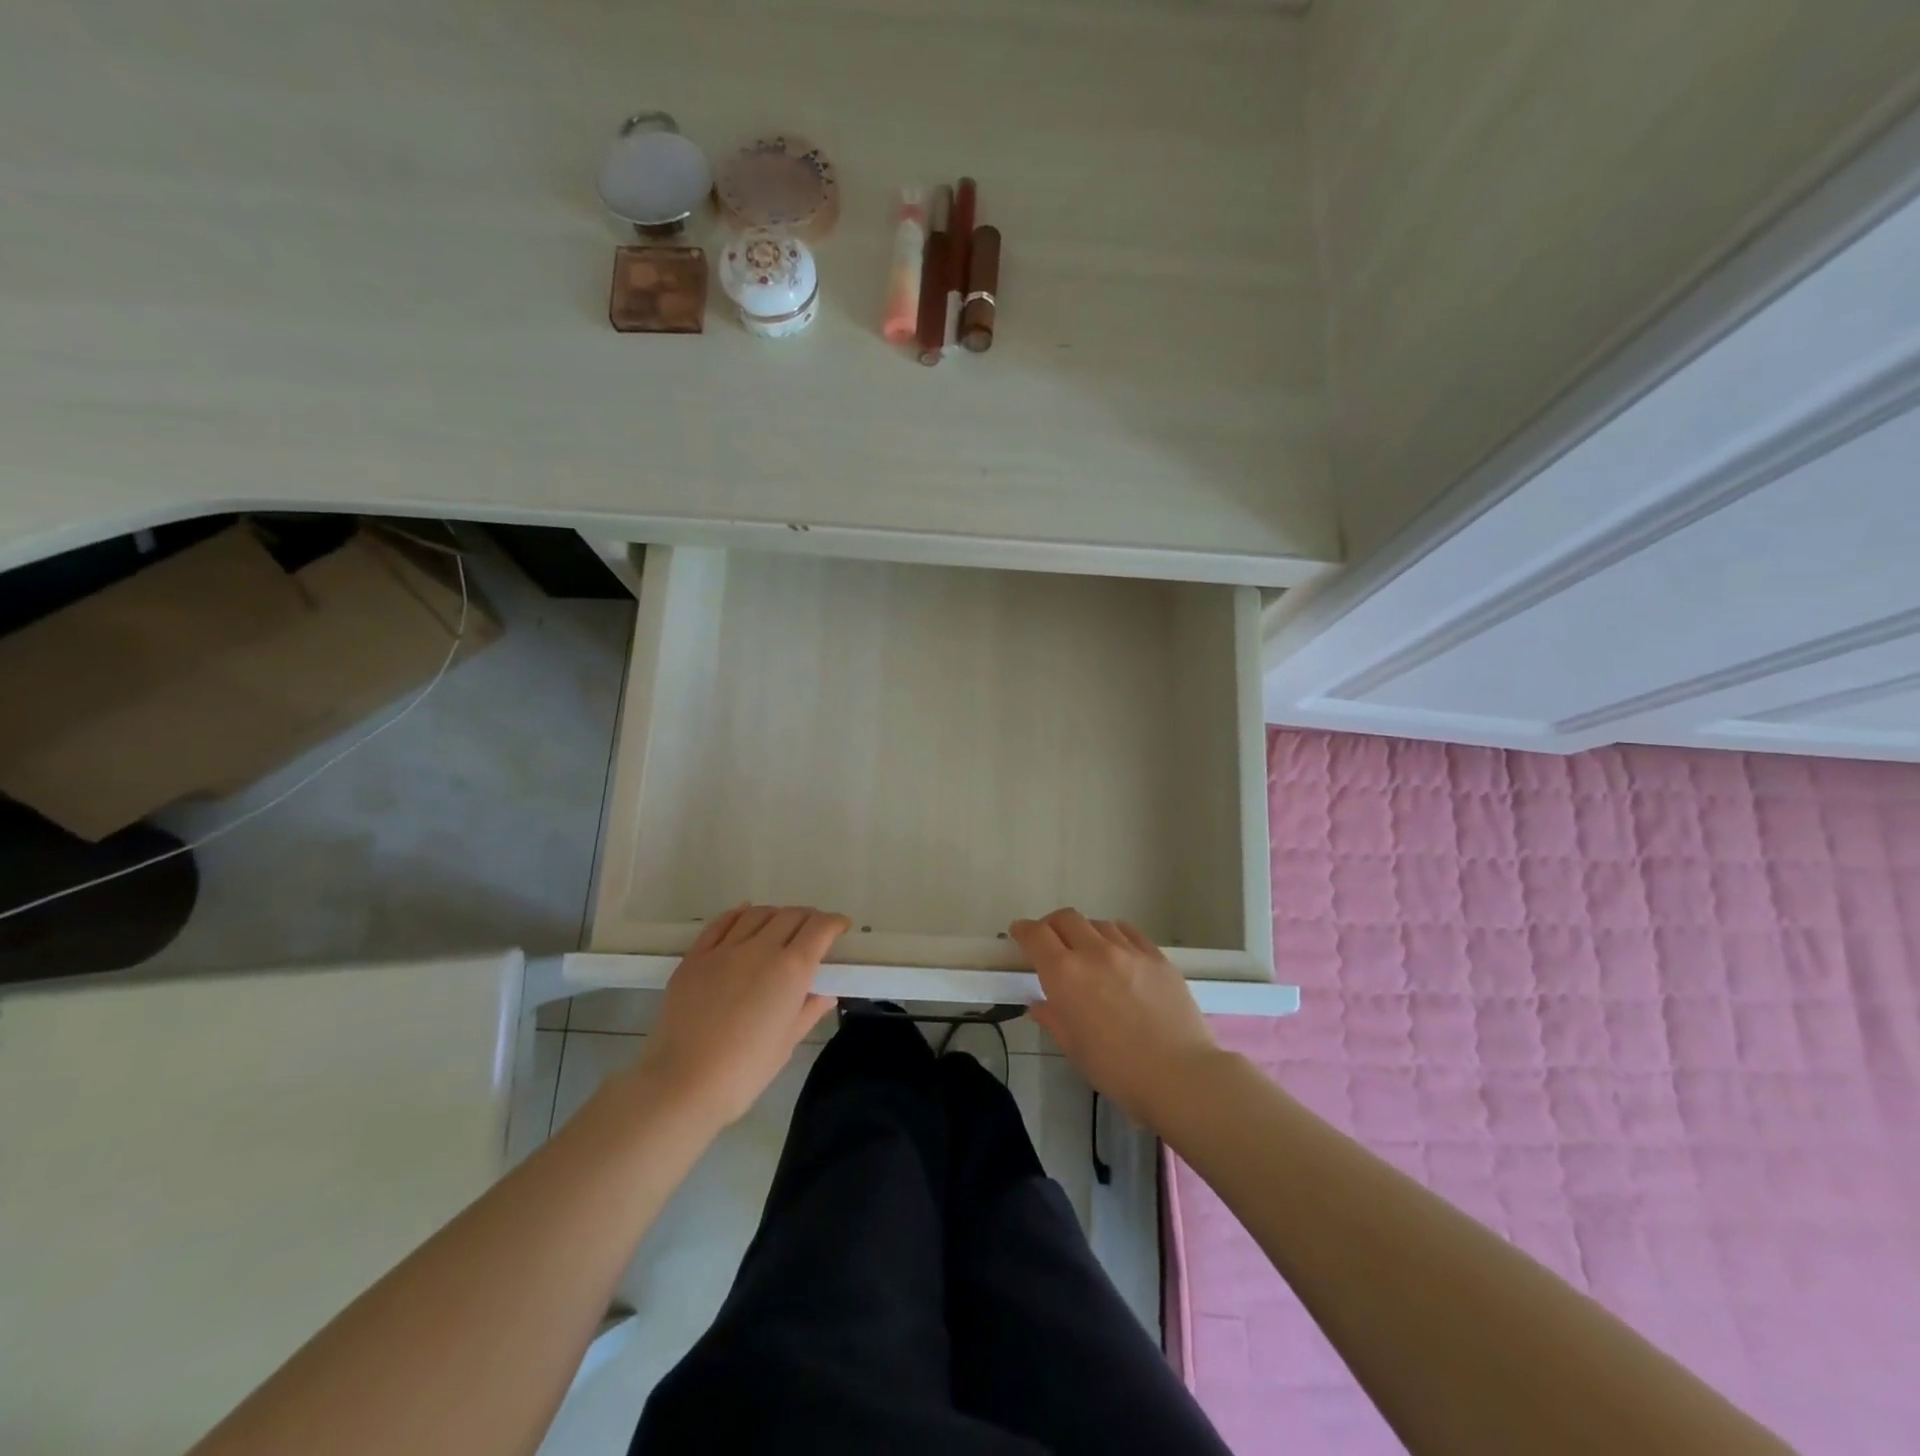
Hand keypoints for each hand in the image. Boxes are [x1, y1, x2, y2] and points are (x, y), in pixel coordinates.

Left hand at [628, 905, 845, 1129]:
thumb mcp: (787, 1043)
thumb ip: (808, 1011)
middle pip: (791, 915)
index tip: (841, 927)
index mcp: (791, 970)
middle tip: (813, 930)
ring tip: (780, 924)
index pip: (819, 928)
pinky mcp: (695, 957)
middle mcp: (761, 949)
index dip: (834, 923)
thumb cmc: (745, 1070)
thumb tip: (824, 995)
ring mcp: (725, 949)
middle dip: (808, 918)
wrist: (683, 1082)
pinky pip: (721, 923)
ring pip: (758, 914)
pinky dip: (738, 914)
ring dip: (776, 914)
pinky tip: (744, 914)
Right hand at [1012, 908, 1222, 1129]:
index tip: (1019, 934)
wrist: (1180, 1076)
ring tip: (1088, 951)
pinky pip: (1129, 932)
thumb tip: (1040, 1004)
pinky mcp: (1157, 956)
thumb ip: (1053, 1018)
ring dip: (1085, 932)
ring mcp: (1129, 951)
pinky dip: (1115, 935)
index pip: (1036, 935)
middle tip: (1050, 942)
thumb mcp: (1074, 1049)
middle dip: (1051, 926)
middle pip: (1066, 918)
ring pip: (1098, 923)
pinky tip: (1118, 951)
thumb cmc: (1117, 1071)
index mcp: (1065, 975)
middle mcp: (1094, 952)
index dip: (1023, 931)